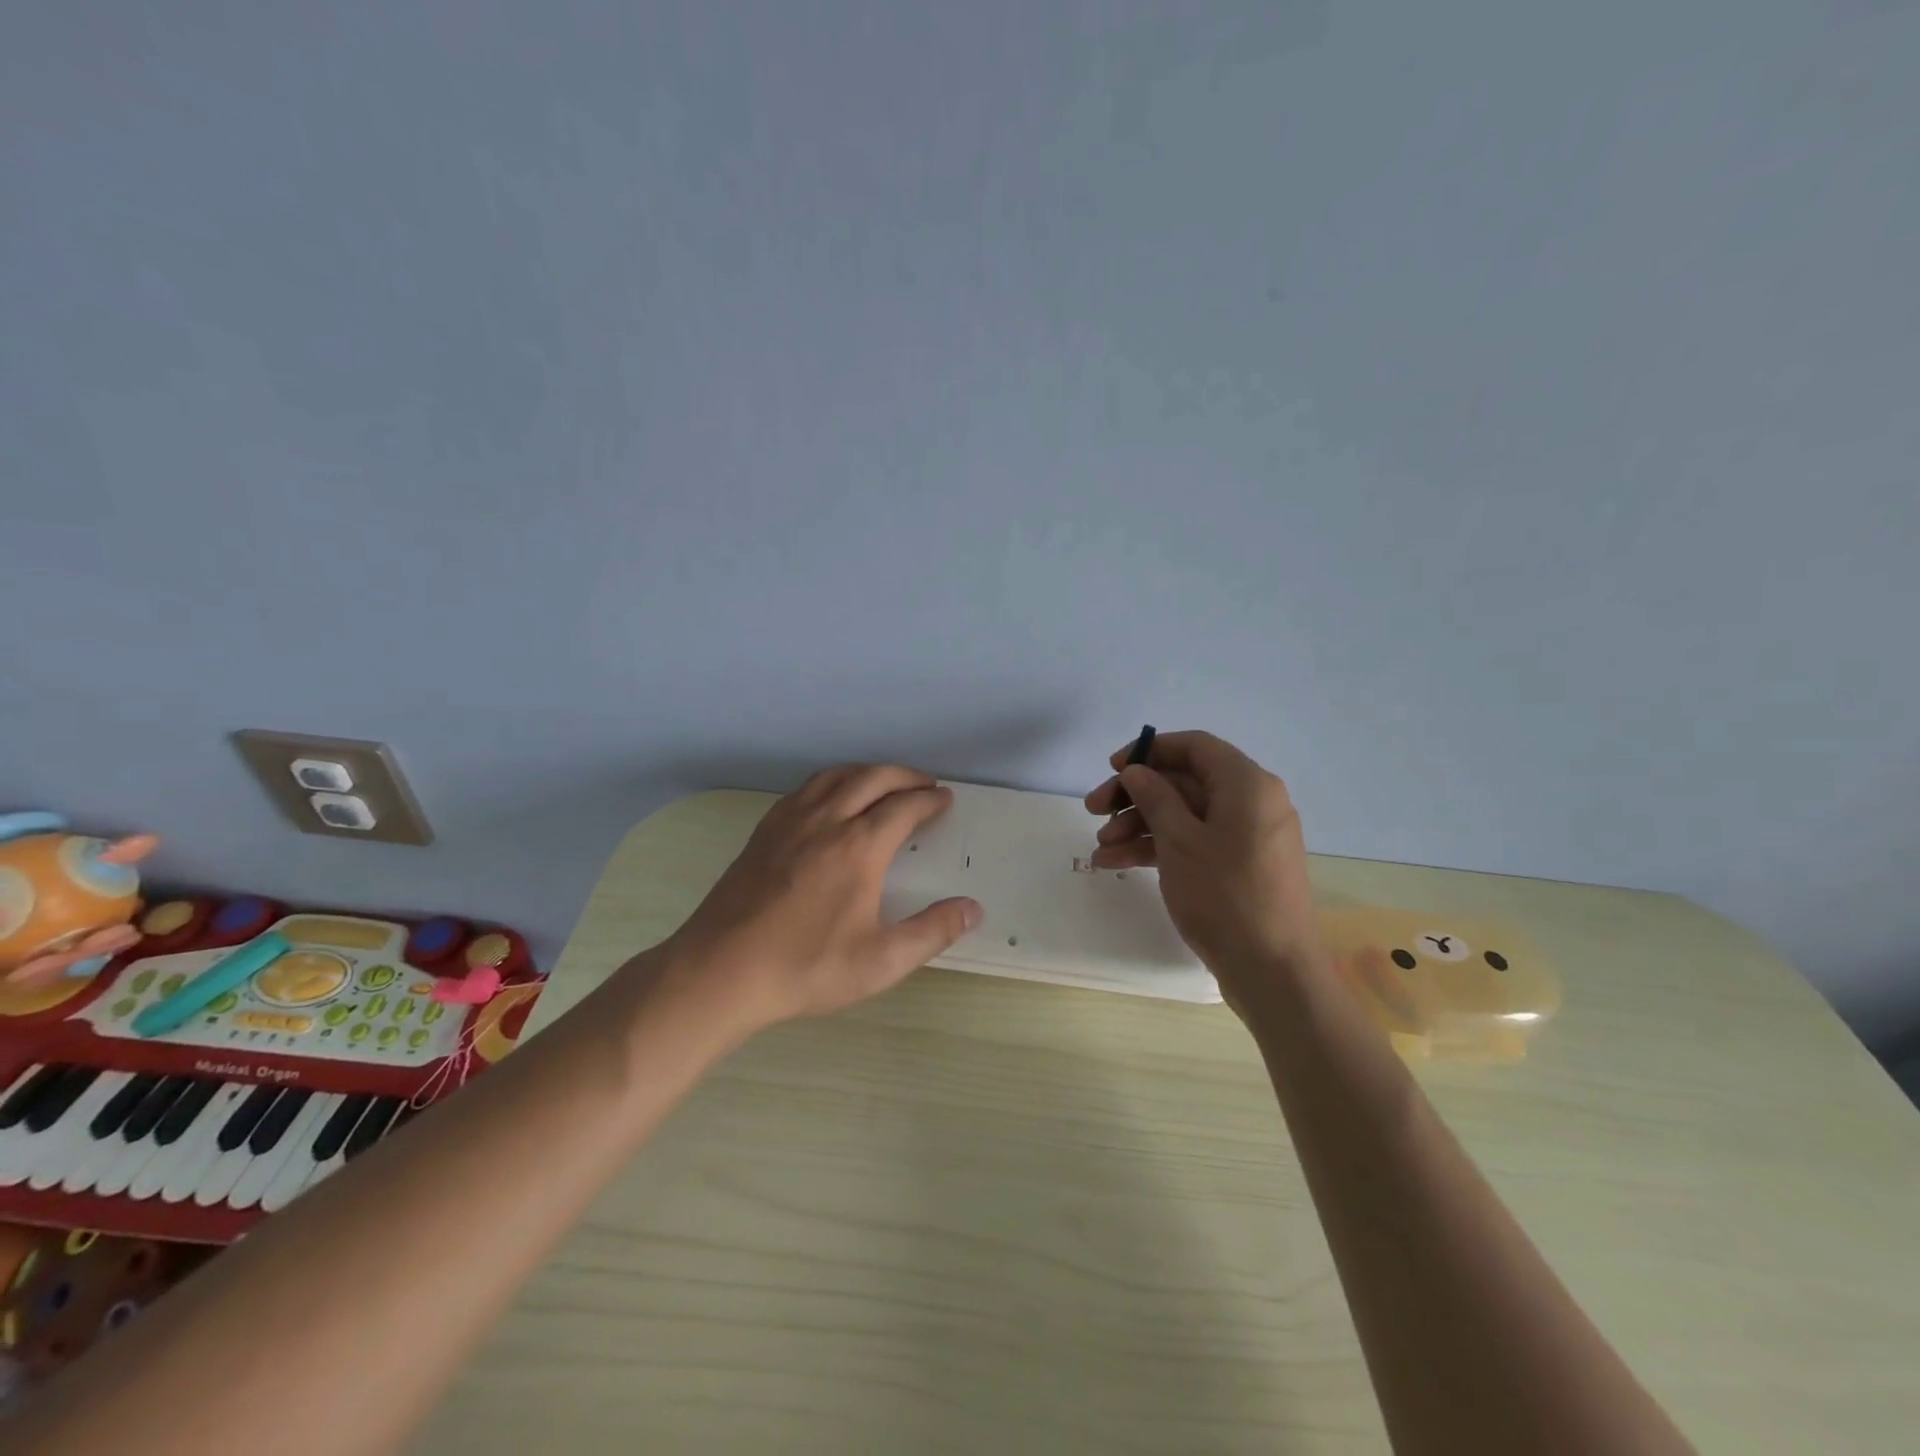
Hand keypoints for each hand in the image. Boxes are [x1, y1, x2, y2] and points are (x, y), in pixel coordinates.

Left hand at [657, 765, 981, 1032]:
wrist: (721, 971)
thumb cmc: (806, 967)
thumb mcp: (880, 962)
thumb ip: (931, 932)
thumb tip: (973, 909)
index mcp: (859, 847)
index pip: (904, 807)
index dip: (929, 800)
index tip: (945, 800)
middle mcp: (827, 820)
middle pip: (873, 778)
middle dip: (905, 776)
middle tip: (925, 785)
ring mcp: (790, 822)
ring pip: (836, 776)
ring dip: (868, 772)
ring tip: (885, 783)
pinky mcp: (764, 831)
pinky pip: (806, 789)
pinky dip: (832, 781)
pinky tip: (832, 798)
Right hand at [1085, 731, 1320, 989]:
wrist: (1273, 971)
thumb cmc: (1224, 895)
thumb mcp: (1179, 840)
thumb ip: (1155, 797)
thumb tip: (1137, 770)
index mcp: (1247, 784)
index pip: (1195, 746)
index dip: (1149, 751)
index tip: (1112, 768)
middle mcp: (1252, 802)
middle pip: (1185, 782)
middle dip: (1135, 796)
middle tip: (1093, 810)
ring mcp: (1247, 837)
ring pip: (1185, 816)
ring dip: (1139, 826)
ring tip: (1100, 850)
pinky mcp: (1240, 867)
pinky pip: (1195, 843)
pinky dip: (1159, 848)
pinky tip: (1117, 864)